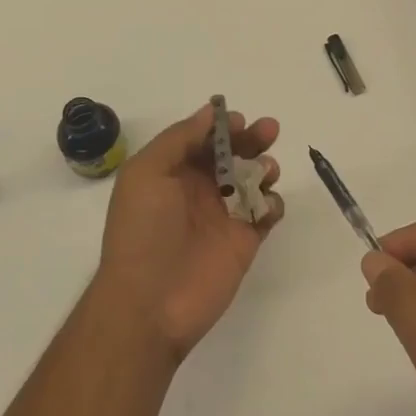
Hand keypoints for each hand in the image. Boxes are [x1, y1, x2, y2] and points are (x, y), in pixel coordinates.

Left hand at [96, 103, 282, 362]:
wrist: (149, 303)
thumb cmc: (142, 231)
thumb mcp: (146, 173)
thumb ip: (179, 139)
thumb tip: (210, 112)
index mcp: (172, 172)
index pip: (202, 138)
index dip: (222, 126)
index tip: (240, 119)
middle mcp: (198, 189)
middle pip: (232, 154)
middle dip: (251, 138)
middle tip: (269, 130)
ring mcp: (223, 215)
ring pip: (253, 179)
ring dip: (264, 167)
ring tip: (267, 170)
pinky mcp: (244, 241)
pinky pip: (266, 212)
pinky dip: (273, 202)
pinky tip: (266, 204)